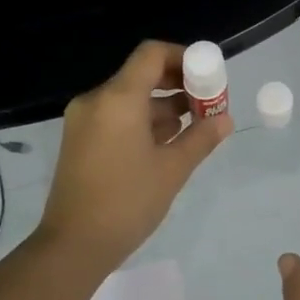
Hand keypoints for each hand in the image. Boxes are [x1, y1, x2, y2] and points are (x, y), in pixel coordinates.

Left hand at [38, 41, 231, 272]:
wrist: (74, 245)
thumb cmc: (127, 202)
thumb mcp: (172, 169)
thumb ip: (201, 138)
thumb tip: (225, 119)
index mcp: (118, 99)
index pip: (152, 55)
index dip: (183, 57)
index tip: (208, 77)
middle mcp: (96, 101)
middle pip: (141, 75)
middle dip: (177, 85)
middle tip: (207, 104)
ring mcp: (84, 121)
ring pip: (129, 99)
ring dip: (162, 107)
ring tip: (193, 128)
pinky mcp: (80, 141)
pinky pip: (116, 117)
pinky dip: (142, 122)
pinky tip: (165, 144)